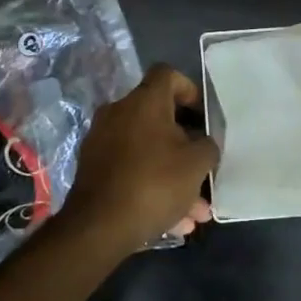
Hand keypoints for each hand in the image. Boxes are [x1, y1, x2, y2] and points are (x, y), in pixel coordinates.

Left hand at [58, 64, 217, 252]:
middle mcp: (119, 112)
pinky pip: (132, 170)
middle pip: (159, 118)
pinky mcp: (93, 168)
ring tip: (195, 211)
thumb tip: (202, 142)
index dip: (189, 90)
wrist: (99, 226)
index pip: (168, 74)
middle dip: (186, 146)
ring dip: (173, 175)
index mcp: (144, 101)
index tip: (202, 117)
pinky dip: (152, 187)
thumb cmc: (154, 183)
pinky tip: (173, 221)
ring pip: (148, 151)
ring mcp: (102, 140)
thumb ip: (207, 145)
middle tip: (203, 171)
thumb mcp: (197, 164)